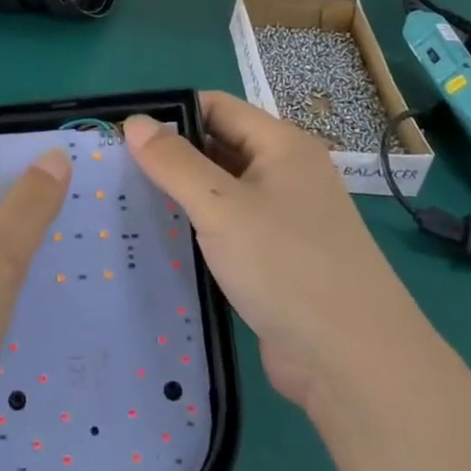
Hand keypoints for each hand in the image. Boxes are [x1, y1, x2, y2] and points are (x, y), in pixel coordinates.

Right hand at [125, 92, 396, 411]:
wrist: (354, 363)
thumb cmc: (287, 266)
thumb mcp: (220, 206)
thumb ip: (174, 162)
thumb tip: (134, 122)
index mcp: (282, 145)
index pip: (216, 107)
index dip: (171, 114)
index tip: (122, 134)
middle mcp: (286, 174)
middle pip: (219, 147)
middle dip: (171, 157)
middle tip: (115, 171)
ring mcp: (285, 219)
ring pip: (222, 192)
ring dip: (182, 197)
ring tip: (127, 204)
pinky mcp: (278, 260)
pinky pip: (230, 230)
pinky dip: (199, 230)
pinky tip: (162, 242)